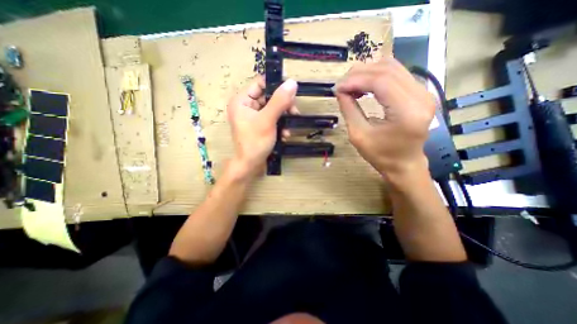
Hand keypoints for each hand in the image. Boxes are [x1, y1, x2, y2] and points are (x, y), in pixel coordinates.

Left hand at [225, 76, 297, 179]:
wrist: (250, 166)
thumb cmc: (255, 142)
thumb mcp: (268, 120)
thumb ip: (280, 101)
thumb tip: (292, 82)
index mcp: (242, 100)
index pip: (260, 83)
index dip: (276, 85)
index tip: (292, 91)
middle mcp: (246, 106)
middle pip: (269, 97)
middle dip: (284, 106)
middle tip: (294, 113)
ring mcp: (253, 117)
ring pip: (273, 109)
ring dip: (284, 118)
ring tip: (289, 129)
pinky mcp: (259, 126)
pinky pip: (272, 119)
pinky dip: (280, 125)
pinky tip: (285, 135)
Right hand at [335, 57, 436, 177]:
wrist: (404, 164)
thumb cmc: (381, 155)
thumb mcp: (358, 135)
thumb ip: (349, 110)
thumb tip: (340, 91)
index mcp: (407, 112)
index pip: (380, 81)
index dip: (355, 80)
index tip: (337, 87)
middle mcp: (421, 96)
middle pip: (387, 69)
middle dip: (359, 74)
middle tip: (341, 86)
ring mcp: (424, 92)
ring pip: (392, 67)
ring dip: (367, 73)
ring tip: (350, 85)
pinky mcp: (420, 93)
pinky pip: (396, 75)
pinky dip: (376, 77)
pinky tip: (363, 87)